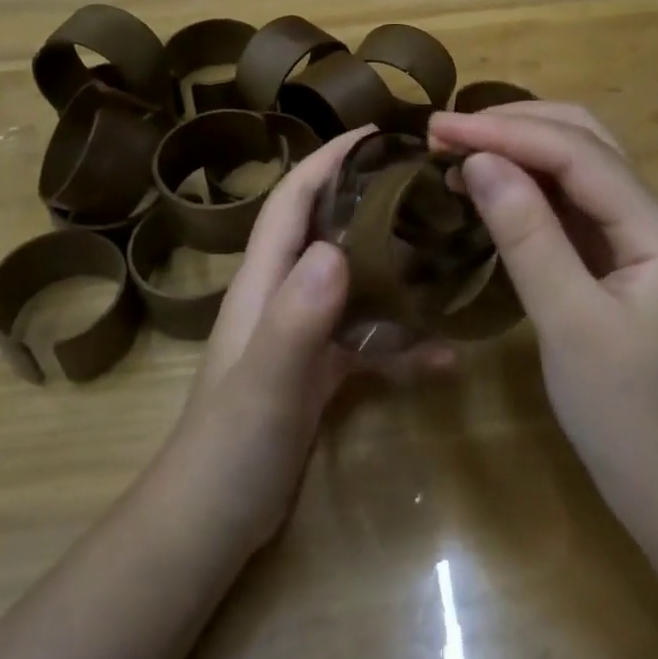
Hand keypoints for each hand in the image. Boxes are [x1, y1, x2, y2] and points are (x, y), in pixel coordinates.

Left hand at [161, 126, 447, 555]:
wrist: (209, 526)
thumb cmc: (230, 448)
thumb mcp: (267, 381)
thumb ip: (296, 317)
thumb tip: (336, 250)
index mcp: (263, 283)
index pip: (293, 200)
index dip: (328, 159)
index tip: (377, 132)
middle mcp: (282, 296)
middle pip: (328, 229)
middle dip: (370, 198)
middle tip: (430, 184)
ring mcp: (301, 335)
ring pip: (353, 282)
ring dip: (393, 266)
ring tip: (449, 251)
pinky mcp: (318, 372)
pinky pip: (366, 340)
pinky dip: (400, 340)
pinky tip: (443, 356)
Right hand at [429, 103, 657, 507]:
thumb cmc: (626, 415)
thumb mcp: (569, 323)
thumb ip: (527, 236)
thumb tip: (479, 162)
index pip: (578, 154)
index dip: (506, 133)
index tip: (439, 128)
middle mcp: (654, 219)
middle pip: (587, 143)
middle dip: (516, 127)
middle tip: (447, 132)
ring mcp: (638, 240)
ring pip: (579, 170)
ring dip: (520, 151)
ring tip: (459, 151)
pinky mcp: (618, 263)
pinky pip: (572, 207)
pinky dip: (528, 189)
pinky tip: (491, 189)